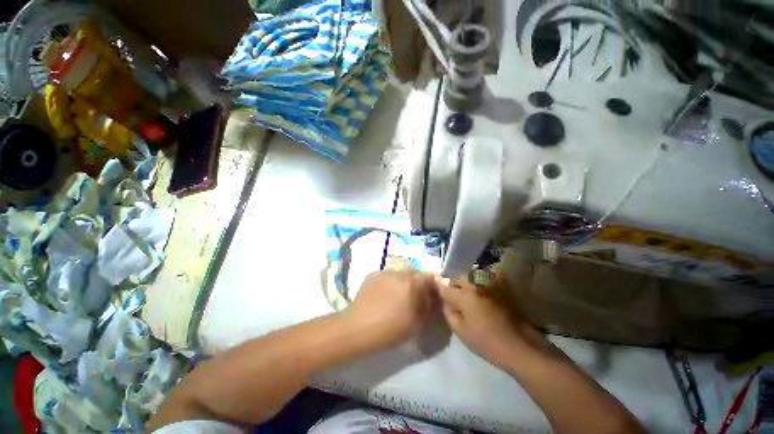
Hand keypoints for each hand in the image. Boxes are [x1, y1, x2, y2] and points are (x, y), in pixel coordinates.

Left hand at [345, 270, 438, 346]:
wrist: (358, 327)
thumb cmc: (389, 329)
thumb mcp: (415, 323)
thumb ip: (427, 308)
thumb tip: (432, 299)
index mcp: (412, 284)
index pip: (429, 276)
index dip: (431, 284)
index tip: (430, 294)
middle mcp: (399, 273)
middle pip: (414, 272)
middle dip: (417, 281)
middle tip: (414, 295)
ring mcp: (384, 272)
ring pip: (400, 272)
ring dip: (403, 280)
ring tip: (397, 295)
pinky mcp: (373, 274)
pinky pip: (387, 275)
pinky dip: (390, 281)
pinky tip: (383, 294)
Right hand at [437, 275, 541, 368]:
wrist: (521, 347)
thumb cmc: (488, 342)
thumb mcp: (462, 332)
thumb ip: (449, 313)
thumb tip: (445, 301)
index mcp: (465, 296)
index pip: (445, 286)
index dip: (439, 285)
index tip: (435, 283)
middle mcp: (476, 285)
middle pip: (459, 277)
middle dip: (453, 284)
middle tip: (454, 295)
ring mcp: (491, 284)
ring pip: (471, 276)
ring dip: (466, 282)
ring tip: (468, 294)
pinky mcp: (502, 287)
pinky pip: (486, 278)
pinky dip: (480, 282)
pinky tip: (483, 293)